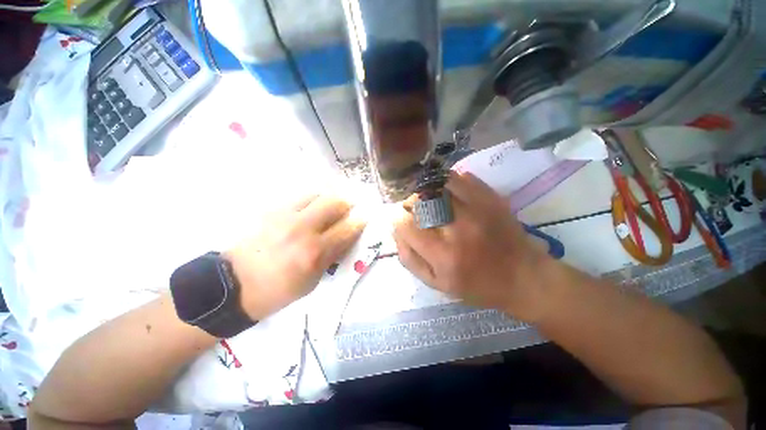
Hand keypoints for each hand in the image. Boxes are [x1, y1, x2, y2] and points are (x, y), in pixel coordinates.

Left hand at [226, 195, 365, 319]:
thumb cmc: (278, 291)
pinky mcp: (273, 212)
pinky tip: (311, 211)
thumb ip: (331, 257)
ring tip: (329, 209)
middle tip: (348, 211)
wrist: (235, 285)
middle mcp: (303, 229)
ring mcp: (286, 217)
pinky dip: (312, 202)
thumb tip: (346, 239)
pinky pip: (300, 199)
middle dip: (346, 205)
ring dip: (328, 200)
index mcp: (314, 252)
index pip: (346, 230)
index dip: (359, 223)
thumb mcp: (312, 281)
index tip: (363, 220)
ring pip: (317, 195)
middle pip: (334, 203)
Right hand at [393, 171, 555, 321]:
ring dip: (428, 191)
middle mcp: (458, 227)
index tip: (404, 223)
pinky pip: (460, 177)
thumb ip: (410, 258)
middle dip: (411, 204)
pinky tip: (450, 194)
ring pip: (437, 184)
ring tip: (431, 201)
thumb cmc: (477, 285)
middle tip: (417, 213)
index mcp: (443, 254)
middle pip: (419, 200)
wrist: (524, 277)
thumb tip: (397, 232)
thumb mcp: (436, 283)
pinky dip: (448, 182)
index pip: (405, 223)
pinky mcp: (491, 197)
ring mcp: (477, 208)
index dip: (398, 220)